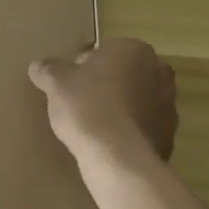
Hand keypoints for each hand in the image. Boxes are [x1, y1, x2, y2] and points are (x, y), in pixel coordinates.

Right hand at [29, 38, 176, 164]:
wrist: (119, 159)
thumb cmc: (88, 107)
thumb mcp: (57, 84)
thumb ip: (48, 70)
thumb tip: (38, 66)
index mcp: (133, 49)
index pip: (103, 52)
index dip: (83, 68)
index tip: (70, 85)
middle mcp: (158, 72)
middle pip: (124, 74)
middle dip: (107, 85)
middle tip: (82, 103)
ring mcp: (169, 105)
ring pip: (137, 100)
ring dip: (120, 108)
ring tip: (95, 126)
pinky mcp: (170, 135)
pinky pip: (143, 126)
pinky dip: (129, 131)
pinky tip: (109, 143)